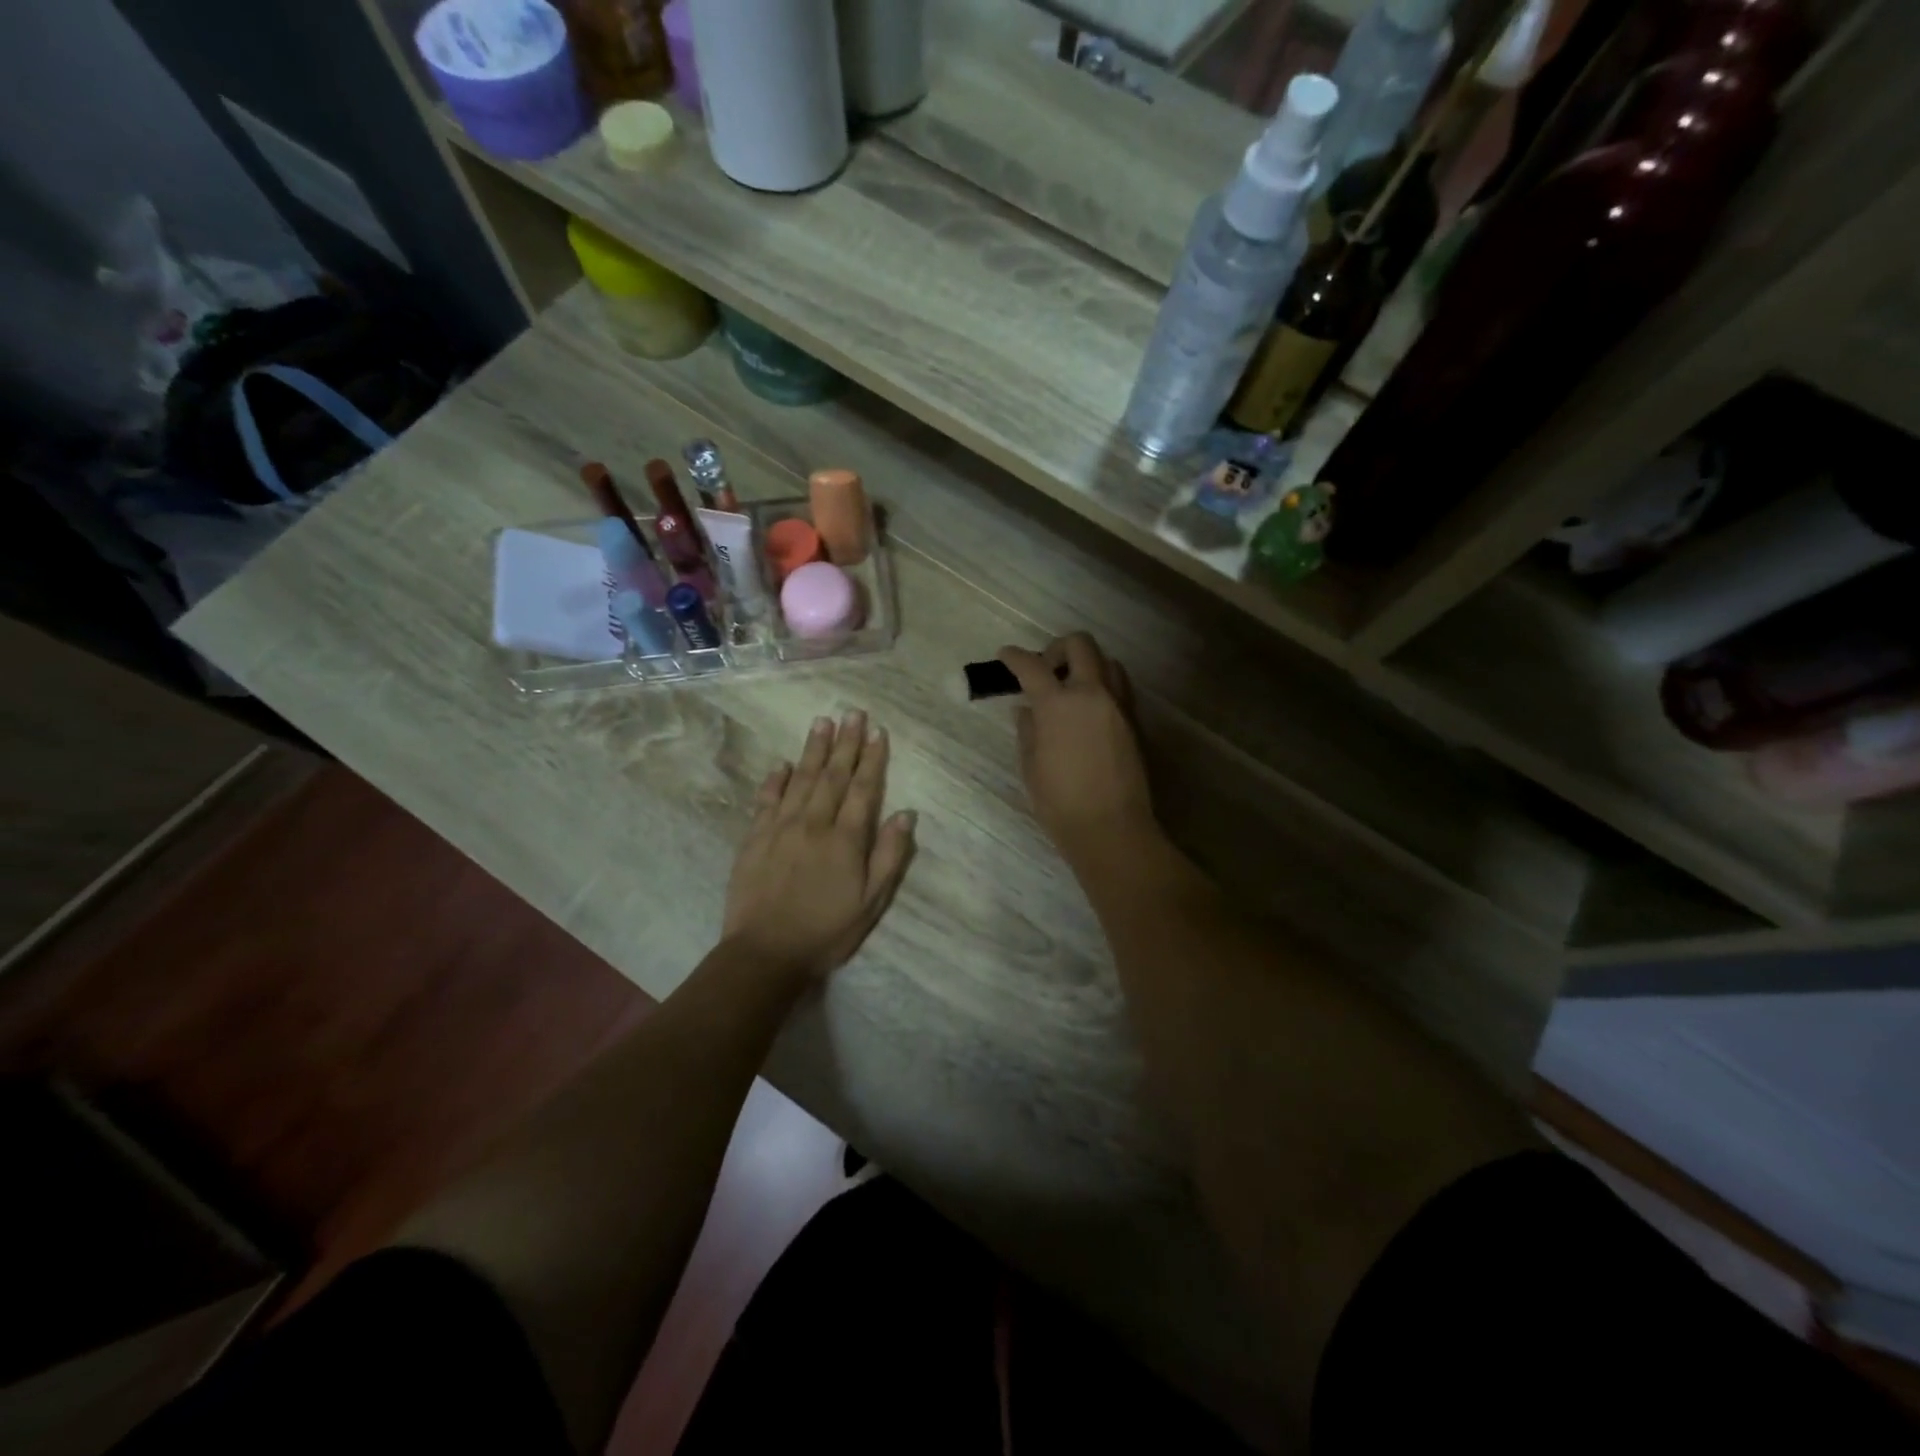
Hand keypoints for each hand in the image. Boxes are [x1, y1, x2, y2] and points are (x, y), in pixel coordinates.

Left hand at [723, 711, 916, 984]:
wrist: (765, 953)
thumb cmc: (826, 931)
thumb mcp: (871, 902)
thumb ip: (889, 855)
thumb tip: (905, 813)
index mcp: (845, 839)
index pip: (863, 789)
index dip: (872, 759)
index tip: (878, 731)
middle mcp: (814, 823)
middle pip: (833, 775)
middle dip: (845, 743)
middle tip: (852, 713)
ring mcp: (780, 828)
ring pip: (800, 779)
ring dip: (813, 750)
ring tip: (822, 722)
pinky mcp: (754, 839)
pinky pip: (766, 800)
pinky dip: (775, 780)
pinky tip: (782, 763)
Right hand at [998, 634, 1156, 865]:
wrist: (1111, 827)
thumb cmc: (1060, 802)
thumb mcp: (1031, 766)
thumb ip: (1028, 730)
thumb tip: (1026, 709)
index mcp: (1058, 704)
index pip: (1032, 666)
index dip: (1014, 657)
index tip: (1005, 656)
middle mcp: (1092, 693)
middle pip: (1080, 644)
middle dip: (1057, 648)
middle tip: (1045, 669)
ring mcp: (1119, 705)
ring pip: (1107, 661)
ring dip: (1086, 664)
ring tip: (1071, 688)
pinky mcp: (1135, 721)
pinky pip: (1120, 686)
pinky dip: (1103, 685)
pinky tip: (1089, 710)